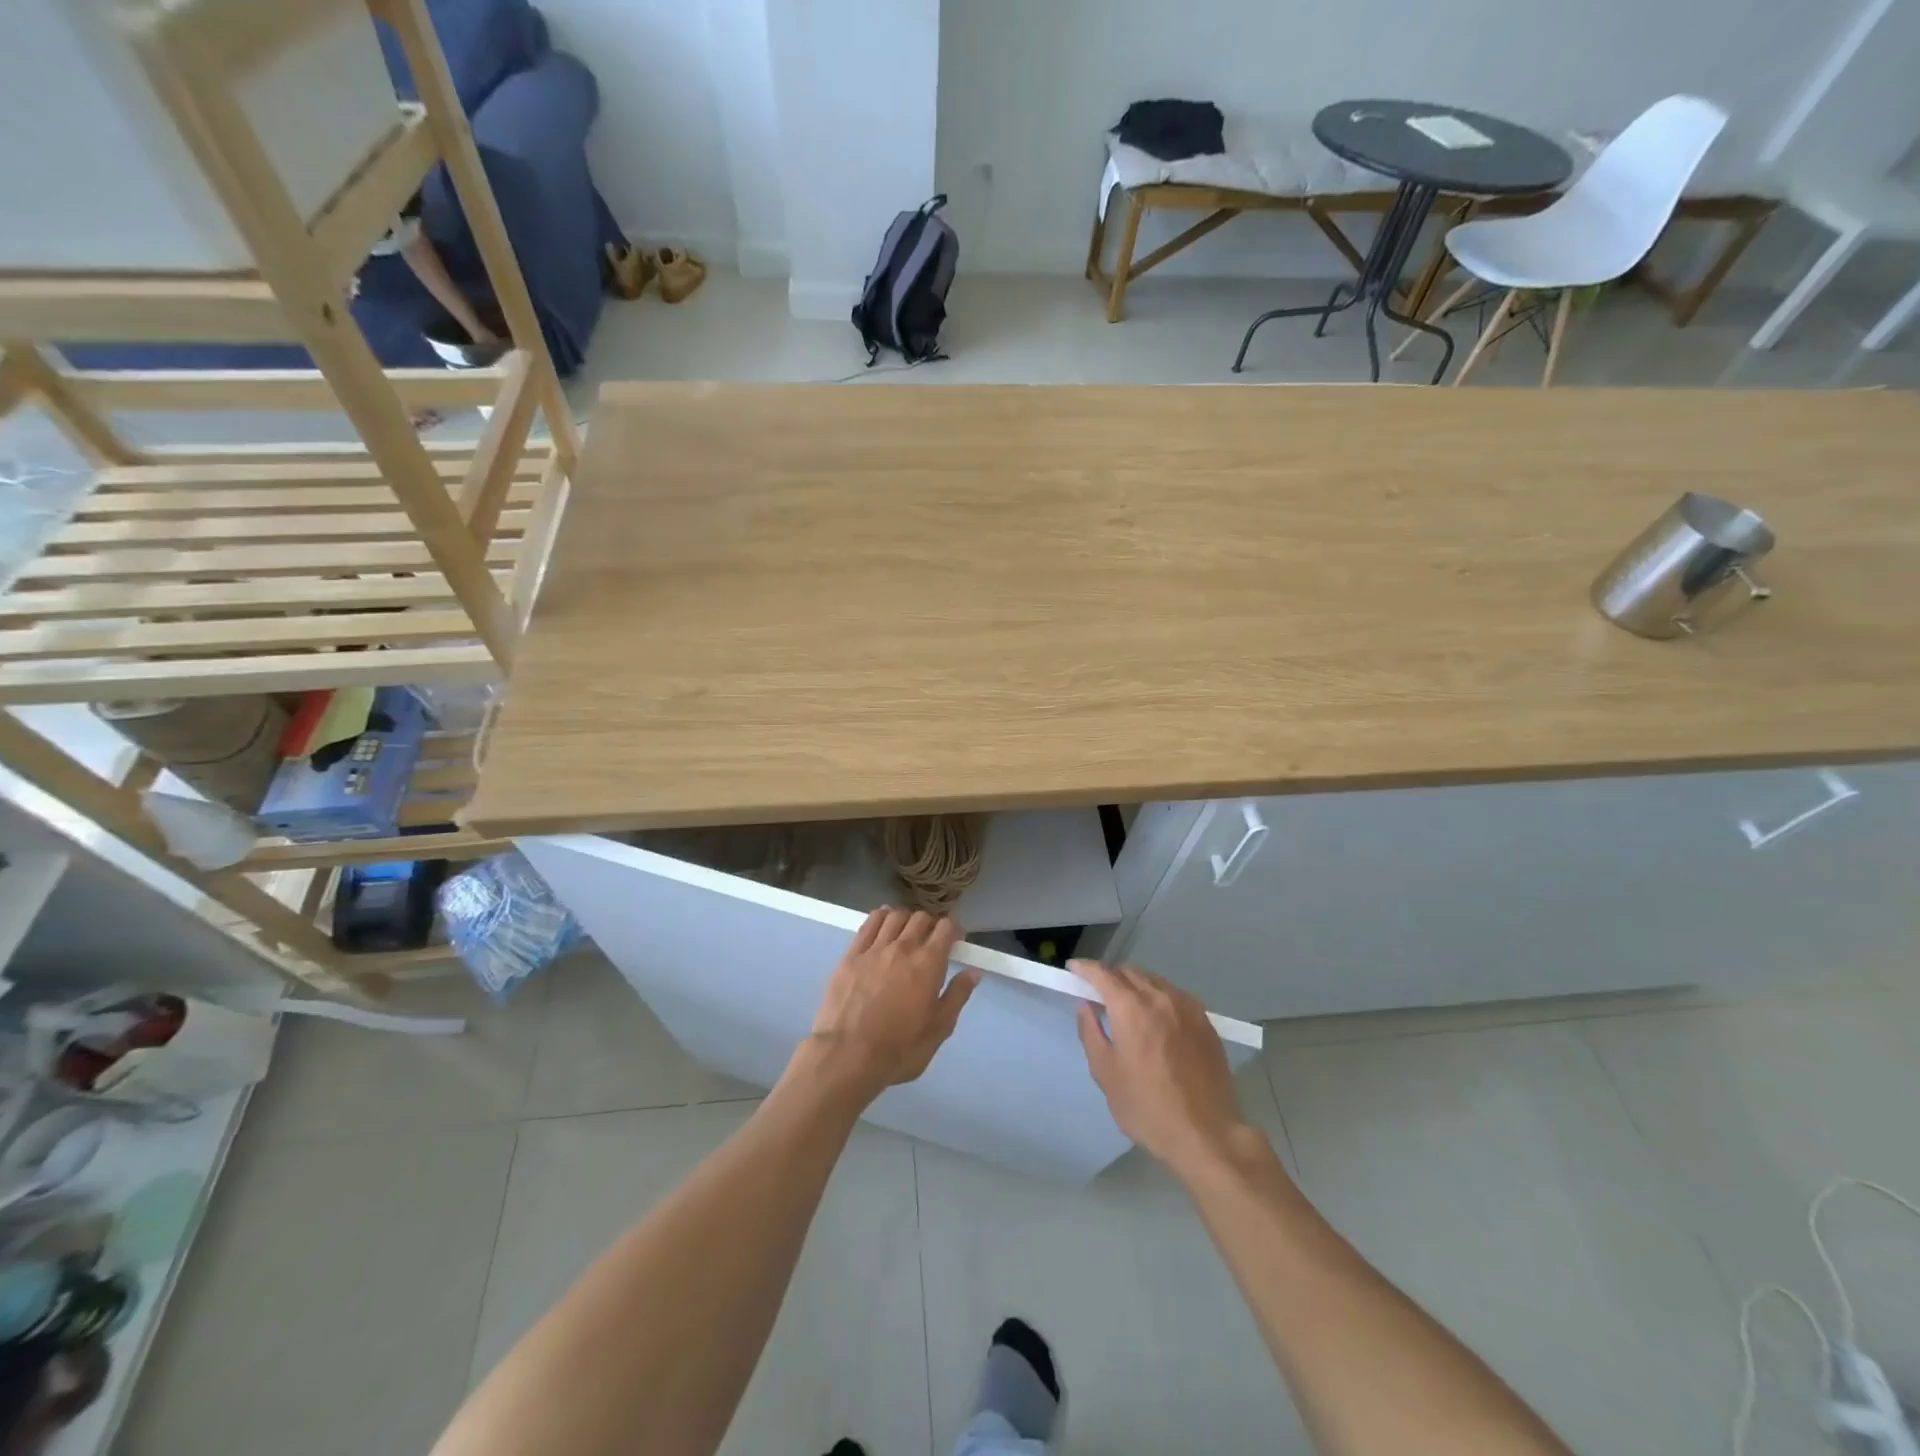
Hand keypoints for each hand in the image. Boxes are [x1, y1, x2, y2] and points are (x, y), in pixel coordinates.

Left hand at [799, 909, 979, 1103]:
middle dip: (931, 924)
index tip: (955, 941)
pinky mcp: (851, 955)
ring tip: (907, 930)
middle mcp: (903, 947)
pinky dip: (880, 916)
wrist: (848, 1055)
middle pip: (921, 918)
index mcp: (928, 963)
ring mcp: (874, 948)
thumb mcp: (939, 1029)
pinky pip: (868, 924)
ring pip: (895, 916)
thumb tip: (973, 973)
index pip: (946, 928)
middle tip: (931, 939)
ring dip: (906, 918)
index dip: (954, 931)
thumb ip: (957, 996)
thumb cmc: (899, 1048)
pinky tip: (883, 919)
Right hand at [1071, 959, 1251, 1177]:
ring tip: (1126, 1004)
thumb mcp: (1106, 1073)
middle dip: (1110, 976)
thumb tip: (1085, 1005)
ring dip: (1135, 984)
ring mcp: (1187, 1007)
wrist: (1206, 1133)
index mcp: (1131, 1008)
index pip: (1103, 974)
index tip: (1073, 969)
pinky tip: (1157, 1017)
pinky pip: (1175, 995)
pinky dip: (1158, 996)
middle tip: (1097, 991)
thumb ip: (1091, 1032)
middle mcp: (1160, 997)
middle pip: (1130, 973)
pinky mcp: (1206, 1022)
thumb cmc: (1147, 1107)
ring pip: (1154, 981)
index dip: (1086, 968)